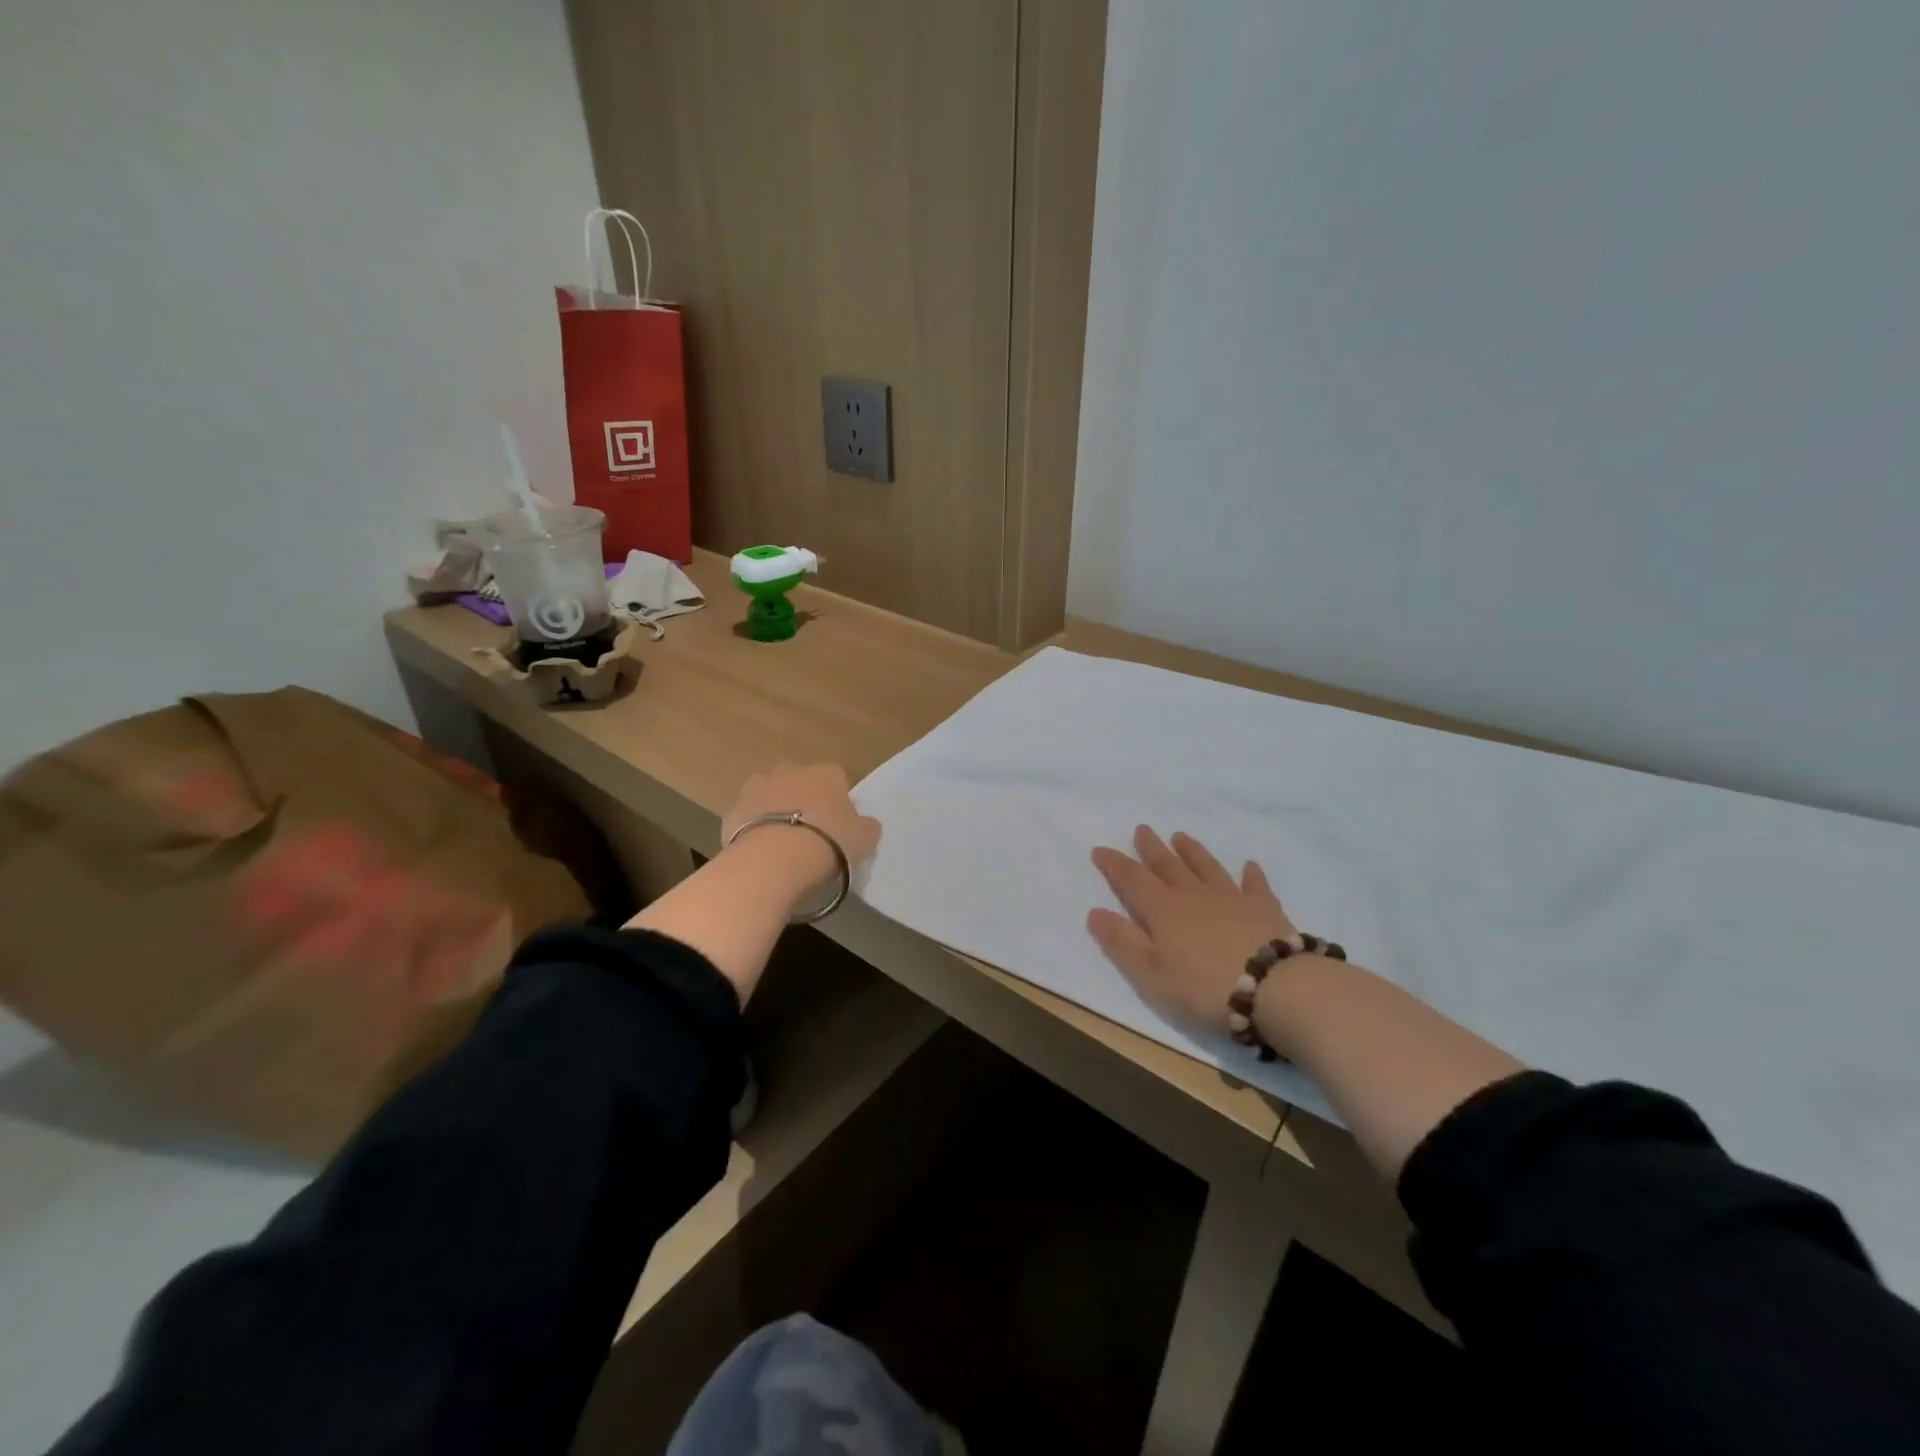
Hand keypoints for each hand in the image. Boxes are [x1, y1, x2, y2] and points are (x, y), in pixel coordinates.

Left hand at [721, 763, 881, 906]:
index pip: (837, 777)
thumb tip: (865, 823)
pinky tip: (760, 852)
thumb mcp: (863, 839)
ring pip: (770, 795)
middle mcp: (790, 771)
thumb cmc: (828, 842)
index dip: (839, 799)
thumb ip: (866, 826)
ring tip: (782, 842)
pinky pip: (748, 818)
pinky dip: (753, 830)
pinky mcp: (733, 811)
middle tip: (810, 831)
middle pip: (800, 782)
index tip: (839, 822)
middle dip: (803, 800)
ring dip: (775, 810)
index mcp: (826, 773)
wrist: (774, 859)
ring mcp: (757, 788)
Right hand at [1088, 827, 1298, 1035]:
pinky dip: (1251, 874)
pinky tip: (1249, 866)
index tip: (1100, 850)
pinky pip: (1255, 886)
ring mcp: (1232, 899)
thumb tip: (1094, 912)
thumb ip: (1122, 943)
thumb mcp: (1151, 974)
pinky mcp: (1265, 910)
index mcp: (1163, 910)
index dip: (1114, 865)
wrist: (1276, 988)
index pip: (1132, 880)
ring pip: (1206, 867)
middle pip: (1168, 866)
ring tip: (1181, 837)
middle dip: (1152, 848)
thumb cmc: (1204, 988)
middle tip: (1142, 829)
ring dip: (1193, 852)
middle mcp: (1194, 895)